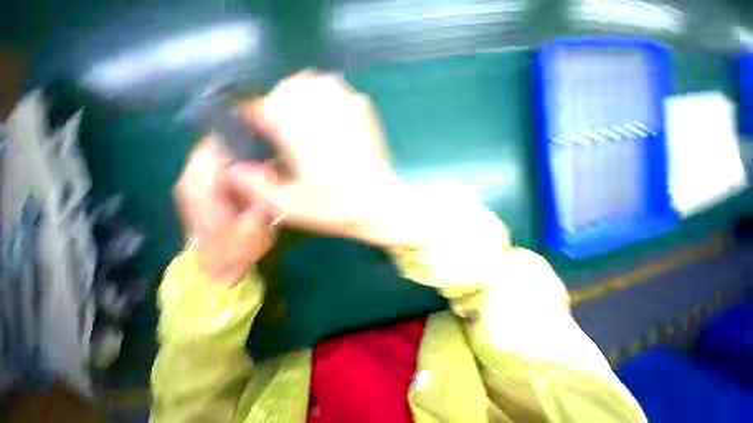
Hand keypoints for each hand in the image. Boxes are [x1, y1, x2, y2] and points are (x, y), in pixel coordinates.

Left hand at [173, 139, 276, 286]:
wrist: (217, 269)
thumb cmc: (237, 249)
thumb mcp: (256, 223)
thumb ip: (262, 193)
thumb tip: (270, 164)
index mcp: (201, 187)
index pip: (214, 146)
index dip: (238, 139)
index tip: (264, 139)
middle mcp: (190, 180)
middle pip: (212, 147)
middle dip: (240, 145)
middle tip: (267, 152)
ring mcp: (192, 185)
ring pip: (213, 155)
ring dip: (237, 155)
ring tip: (263, 162)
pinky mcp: (199, 191)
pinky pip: (214, 167)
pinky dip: (232, 165)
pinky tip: (252, 174)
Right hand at [224, 71, 407, 243]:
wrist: (380, 206)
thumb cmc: (337, 209)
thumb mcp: (292, 206)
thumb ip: (257, 186)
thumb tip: (233, 168)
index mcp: (300, 136)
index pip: (266, 106)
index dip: (253, 112)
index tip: (252, 123)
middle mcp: (323, 115)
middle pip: (291, 87)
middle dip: (278, 100)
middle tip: (278, 122)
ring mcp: (349, 113)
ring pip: (317, 82)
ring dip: (303, 93)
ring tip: (302, 116)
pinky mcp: (366, 117)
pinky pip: (343, 91)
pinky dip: (329, 94)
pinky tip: (328, 114)